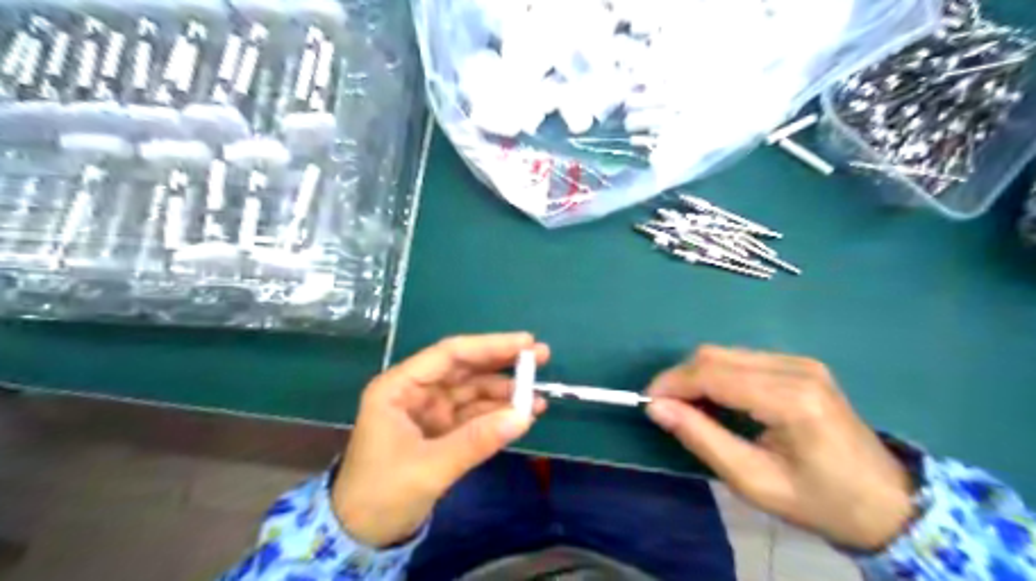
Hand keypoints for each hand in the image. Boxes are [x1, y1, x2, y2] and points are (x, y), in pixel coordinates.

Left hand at [335, 334, 549, 546]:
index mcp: (399, 387)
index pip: (450, 354)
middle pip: (465, 368)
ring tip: (538, 397)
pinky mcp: (441, 431)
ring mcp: (430, 411)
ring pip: (473, 392)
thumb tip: (524, 416)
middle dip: (502, 363)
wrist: (361, 536)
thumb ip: (476, 440)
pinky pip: (474, 416)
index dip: (489, 346)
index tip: (525, 342)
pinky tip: (522, 416)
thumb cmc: (381, 494)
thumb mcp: (429, 467)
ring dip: (504, 393)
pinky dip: (497, 415)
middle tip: (540, 357)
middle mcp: (416, 392)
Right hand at [646, 346, 911, 551]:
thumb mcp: (754, 481)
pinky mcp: (801, 365)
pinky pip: (742, 359)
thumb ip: (702, 439)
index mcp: (790, 399)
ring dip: (697, 375)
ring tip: (687, 407)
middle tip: (664, 408)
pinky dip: (718, 374)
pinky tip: (716, 399)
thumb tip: (656, 408)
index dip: (672, 384)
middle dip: (680, 377)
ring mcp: (801, 362)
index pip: (713, 374)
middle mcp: (795, 368)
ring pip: (726, 353)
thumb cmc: (821, 502)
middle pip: (715, 355)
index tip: (647, 402)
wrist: (889, 503)